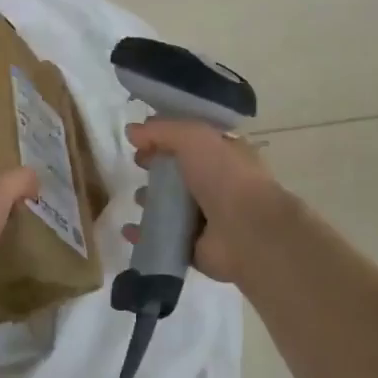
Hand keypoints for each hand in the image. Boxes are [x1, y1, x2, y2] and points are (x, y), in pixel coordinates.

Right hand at [121, 119, 282, 285]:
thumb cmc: (225, 176)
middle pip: (180, 174)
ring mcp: (208, 218)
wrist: (247, 231)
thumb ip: (162, 130)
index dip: (167, 138)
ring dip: (151, 202)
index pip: (193, 143)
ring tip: (139, 198)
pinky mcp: (196, 247)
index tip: (141, 140)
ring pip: (172, 206)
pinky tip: (130, 230)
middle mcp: (219, 185)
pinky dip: (145, 234)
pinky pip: (165, 237)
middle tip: (138, 165)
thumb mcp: (194, 137)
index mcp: (226, 155)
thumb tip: (131, 131)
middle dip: (157, 169)